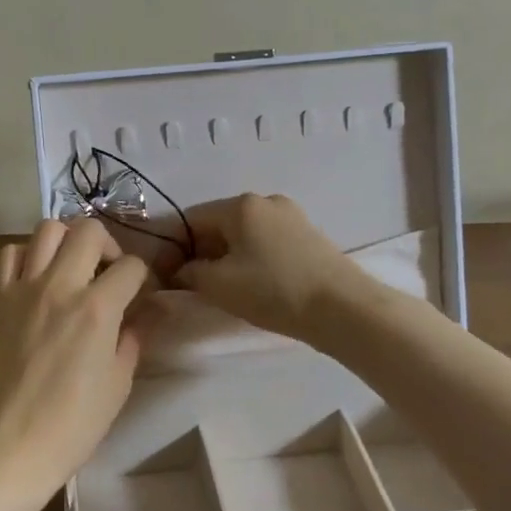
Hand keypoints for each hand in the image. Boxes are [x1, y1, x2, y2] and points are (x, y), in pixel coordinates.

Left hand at [0, 219, 150, 497]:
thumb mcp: (119, 382)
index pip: (132, 266)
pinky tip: (37, 277)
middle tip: (109, 272)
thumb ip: (134, 336)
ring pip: (48, 229)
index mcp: (98, 308)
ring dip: (68, 240)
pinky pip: (10, 253)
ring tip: (73, 265)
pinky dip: (27, 255)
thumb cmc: (75, 422)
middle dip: (109, 245)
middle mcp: (62, 286)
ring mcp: (25, 288)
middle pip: (90, 230)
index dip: (144, 277)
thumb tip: (149, 311)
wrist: (14, 444)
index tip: (142, 294)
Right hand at [175, 193, 363, 343]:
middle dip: (201, 252)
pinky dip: (252, 259)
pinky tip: (255, 285)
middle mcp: (265, 201)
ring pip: (244, 234)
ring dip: (227, 257)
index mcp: (240, 205)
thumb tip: (179, 271)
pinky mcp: (308, 236)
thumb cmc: (274, 290)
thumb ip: (189, 273)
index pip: (191, 218)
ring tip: (225, 289)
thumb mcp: (219, 285)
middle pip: (218, 224)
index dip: (173, 246)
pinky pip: (267, 242)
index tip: (166, 274)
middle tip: (193, 285)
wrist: (343, 308)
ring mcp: (291, 216)